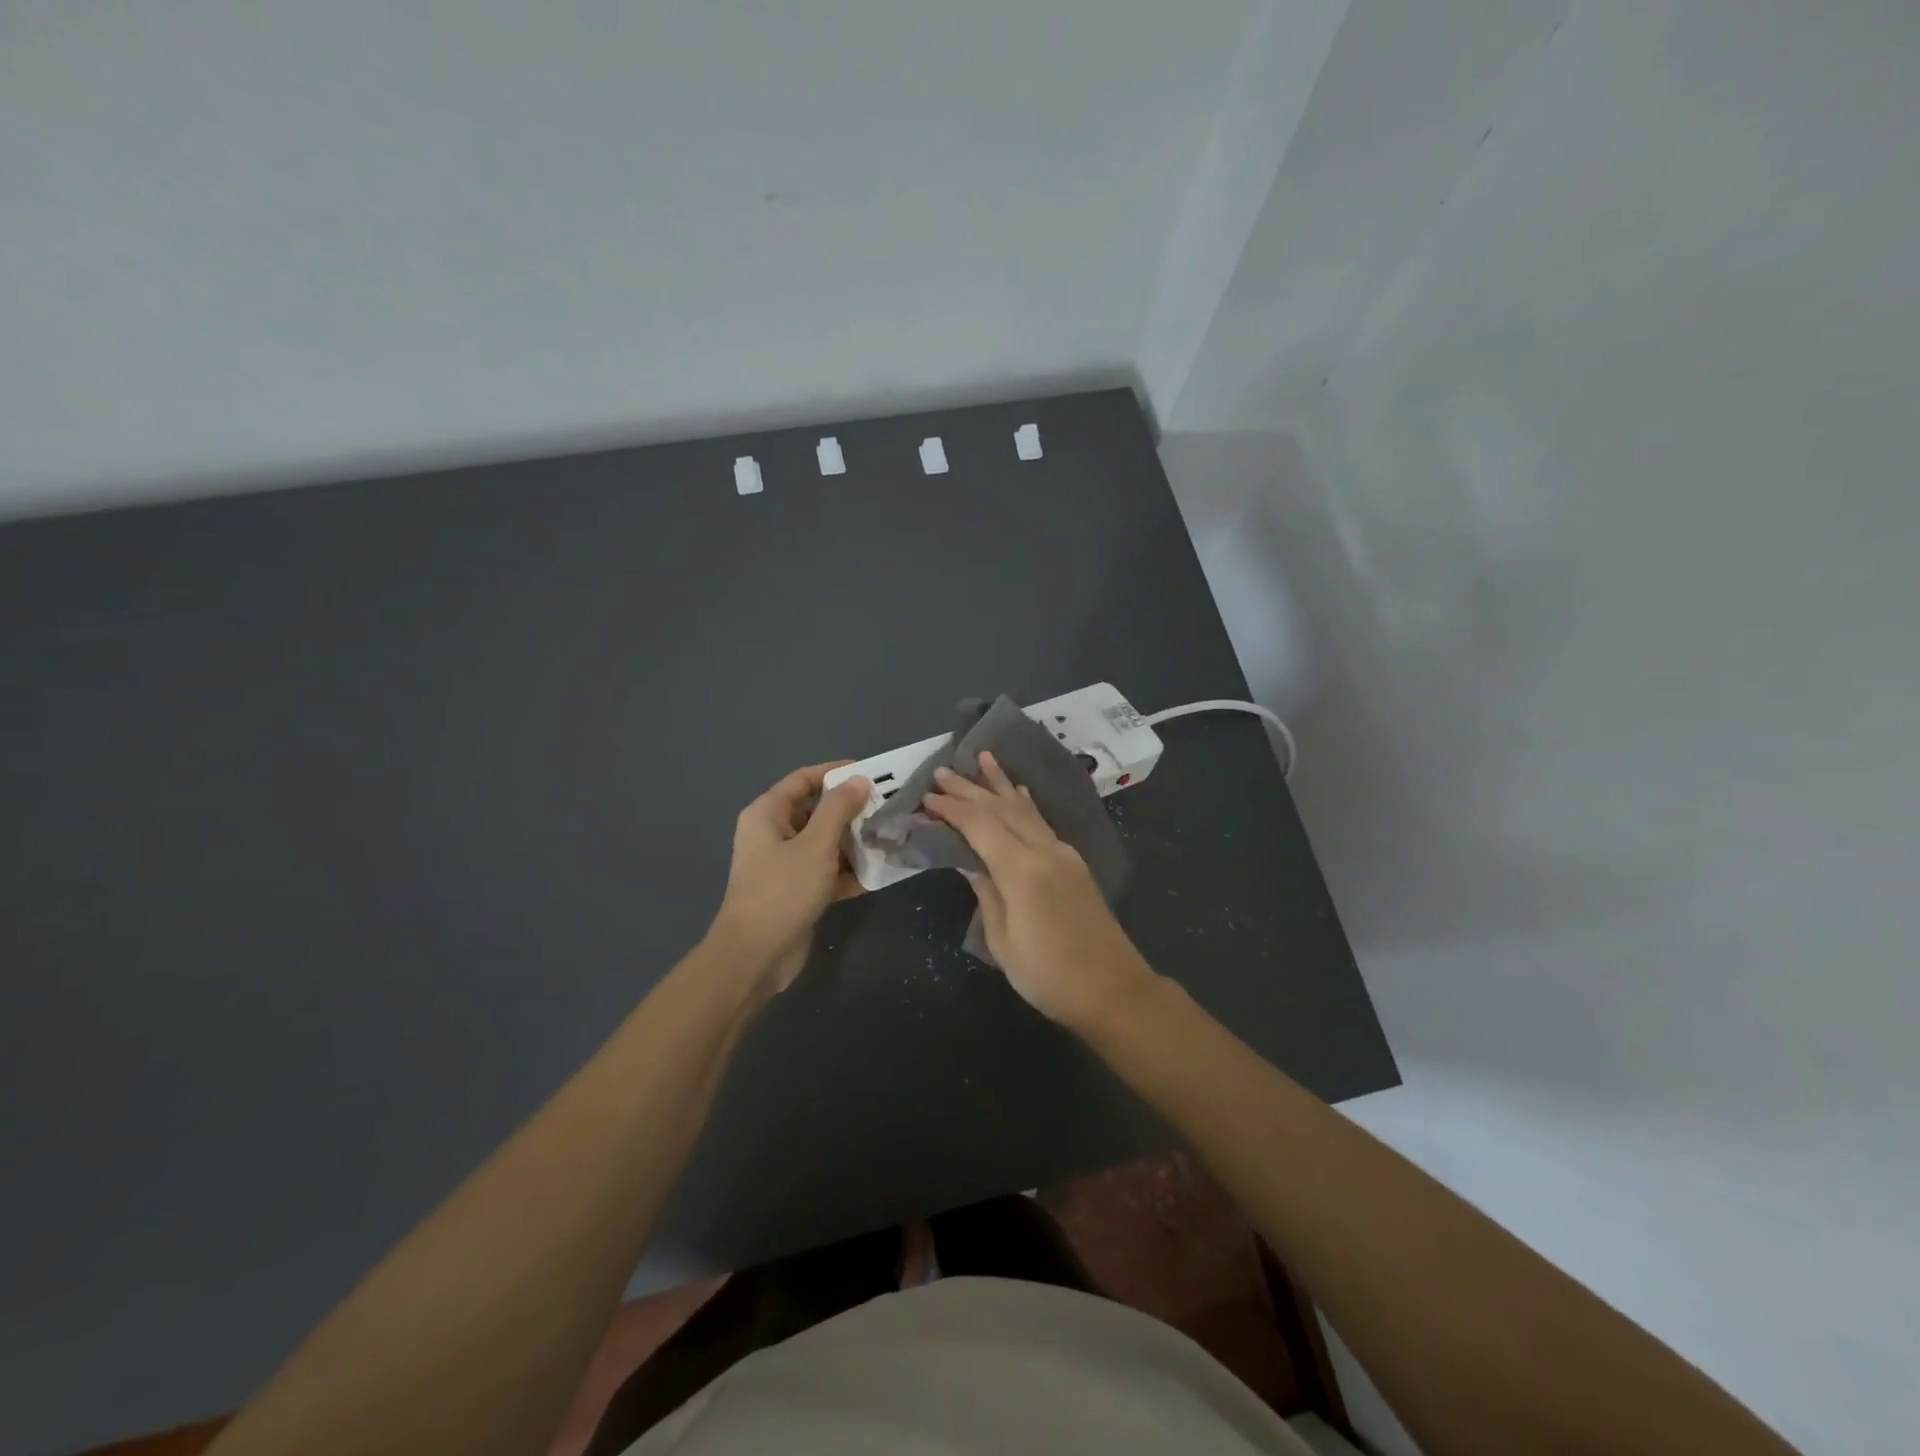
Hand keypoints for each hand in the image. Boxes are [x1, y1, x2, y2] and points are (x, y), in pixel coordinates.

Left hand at [710, 762, 868, 995]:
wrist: (756, 956)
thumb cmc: (783, 890)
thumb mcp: (816, 844)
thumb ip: (839, 809)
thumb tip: (858, 780)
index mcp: (767, 814)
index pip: (803, 780)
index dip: (835, 773)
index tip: (872, 773)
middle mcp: (772, 834)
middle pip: (815, 811)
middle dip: (850, 810)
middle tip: (887, 808)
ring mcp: (783, 865)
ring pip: (823, 844)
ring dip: (853, 842)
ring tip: (889, 838)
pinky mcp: (796, 892)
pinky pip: (826, 872)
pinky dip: (848, 872)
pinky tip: (878, 874)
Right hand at [923, 752, 1159, 1031]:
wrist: (1113, 989)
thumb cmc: (1049, 975)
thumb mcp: (1004, 941)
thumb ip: (986, 893)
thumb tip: (969, 862)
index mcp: (1022, 870)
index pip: (980, 826)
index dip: (952, 809)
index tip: (927, 797)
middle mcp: (1044, 851)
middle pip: (1002, 809)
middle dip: (971, 788)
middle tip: (943, 770)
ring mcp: (1063, 854)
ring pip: (1026, 809)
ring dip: (1001, 784)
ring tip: (983, 758)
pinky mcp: (1074, 863)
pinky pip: (1042, 822)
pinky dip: (1025, 804)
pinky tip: (1019, 792)